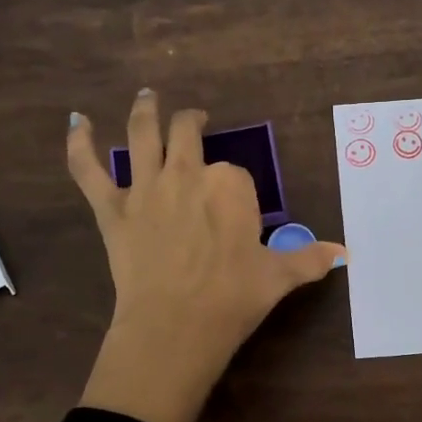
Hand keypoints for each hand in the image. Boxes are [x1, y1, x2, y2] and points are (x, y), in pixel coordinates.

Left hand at [67, 90, 345, 421]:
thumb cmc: (233, 298)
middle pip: (187, 134)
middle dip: (191, 123)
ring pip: (142, 135)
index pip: (235, 173)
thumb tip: (344, 254)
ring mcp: (145, 188)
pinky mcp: (111, 209)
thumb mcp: (279, 277)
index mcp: (230, 186)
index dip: (236, 187)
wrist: (175, 325)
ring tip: (147, 96)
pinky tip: (76, 122)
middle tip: (194, 121)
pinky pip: (88, 170)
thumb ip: (310, 259)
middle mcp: (187, 174)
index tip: (237, 206)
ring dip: (145, 111)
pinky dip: (79, 144)